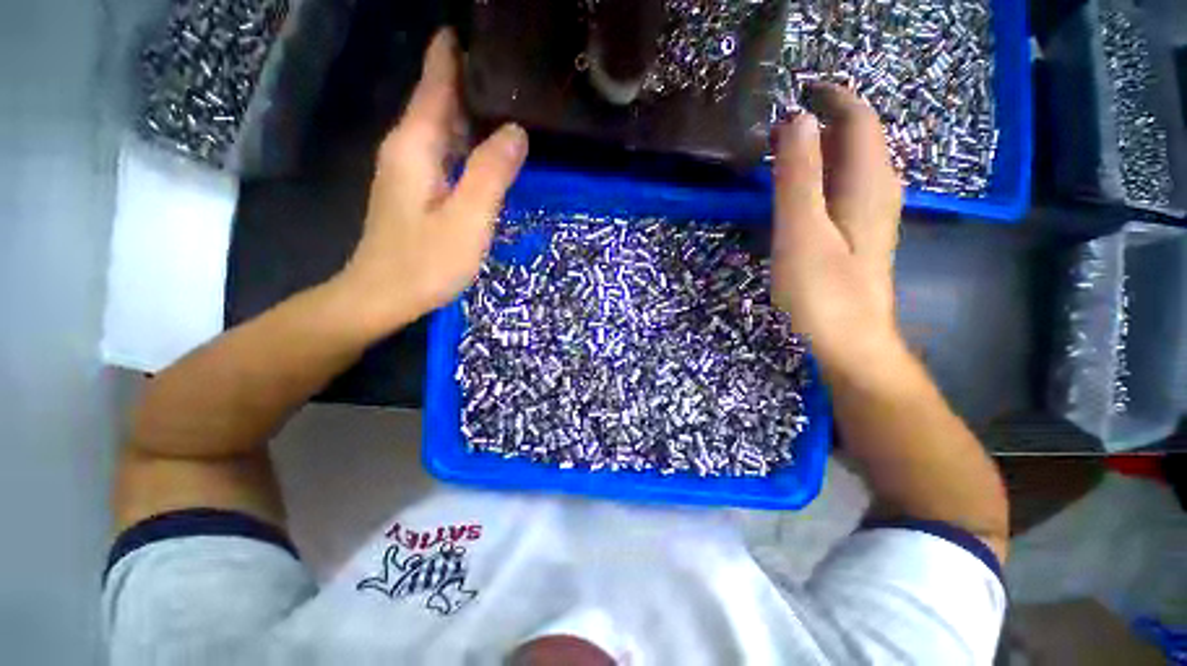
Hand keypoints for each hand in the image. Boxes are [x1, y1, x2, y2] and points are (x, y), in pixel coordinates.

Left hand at [339, 29, 527, 335]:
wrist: (383, 296)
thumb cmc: (425, 262)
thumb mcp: (468, 218)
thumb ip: (491, 173)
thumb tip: (516, 131)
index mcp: (416, 145)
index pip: (435, 83)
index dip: (453, 54)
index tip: (478, 31)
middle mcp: (407, 148)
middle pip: (438, 101)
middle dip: (469, 79)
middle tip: (512, 69)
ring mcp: (410, 171)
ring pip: (442, 128)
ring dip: (470, 112)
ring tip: (507, 100)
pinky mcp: (417, 192)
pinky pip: (444, 153)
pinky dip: (466, 143)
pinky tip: (488, 148)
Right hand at [771, 84, 904, 376]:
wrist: (850, 344)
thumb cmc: (823, 293)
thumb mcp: (803, 234)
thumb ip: (798, 178)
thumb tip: (795, 120)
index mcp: (869, 185)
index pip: (860, 121)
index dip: (833, 98)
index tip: (796, 90)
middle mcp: (878, 192)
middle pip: (860, 139)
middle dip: (825, 121)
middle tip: (779, 124)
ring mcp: (870, 216)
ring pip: (853, 164)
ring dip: (822, 148)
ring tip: (784, 148)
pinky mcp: (857, 236)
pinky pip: (845, 188)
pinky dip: (822, 175)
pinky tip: (801, 189)